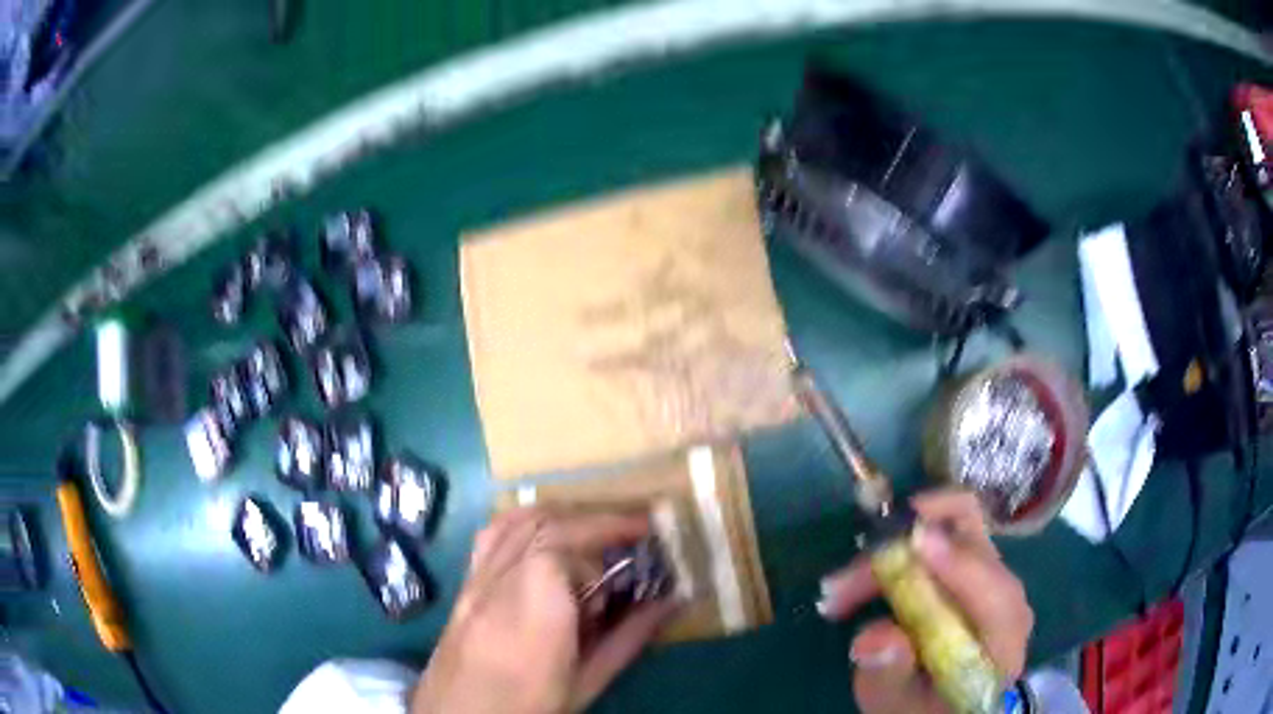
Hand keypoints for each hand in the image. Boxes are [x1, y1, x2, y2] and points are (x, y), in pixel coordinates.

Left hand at [412, 508, 679, 713]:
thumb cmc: (529, 706)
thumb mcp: (586, 682)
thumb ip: (627, 638)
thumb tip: (670, 603)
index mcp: (534, 607)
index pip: (566, 542)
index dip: (608, 527)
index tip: (644, 530)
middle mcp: (498, 582)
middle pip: (543, 524)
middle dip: (592, 521)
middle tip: (629, 533)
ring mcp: (474, 581)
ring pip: (513, 522)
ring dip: (558, 516)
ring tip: (590, 532)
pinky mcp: (462, 588)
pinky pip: (490, 538)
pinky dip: (521, 524)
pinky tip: (541, 540)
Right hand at [817, 490, 1033, 713]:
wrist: (944, 703)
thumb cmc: (924, 709)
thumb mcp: (901, 707)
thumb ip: (890, 677)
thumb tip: (873, 638)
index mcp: (1003, 636)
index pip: (994, 591)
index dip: (957, 564)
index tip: (912, 544)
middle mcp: (1004, 591)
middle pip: (970, 537)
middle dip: (903, 547)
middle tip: (842, 584)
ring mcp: (989, 572)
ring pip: (950, 526)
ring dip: (892, 546)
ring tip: (840, 588)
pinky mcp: (969, 567)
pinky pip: (940, 535)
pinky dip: (899, 547)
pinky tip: (864, 580)